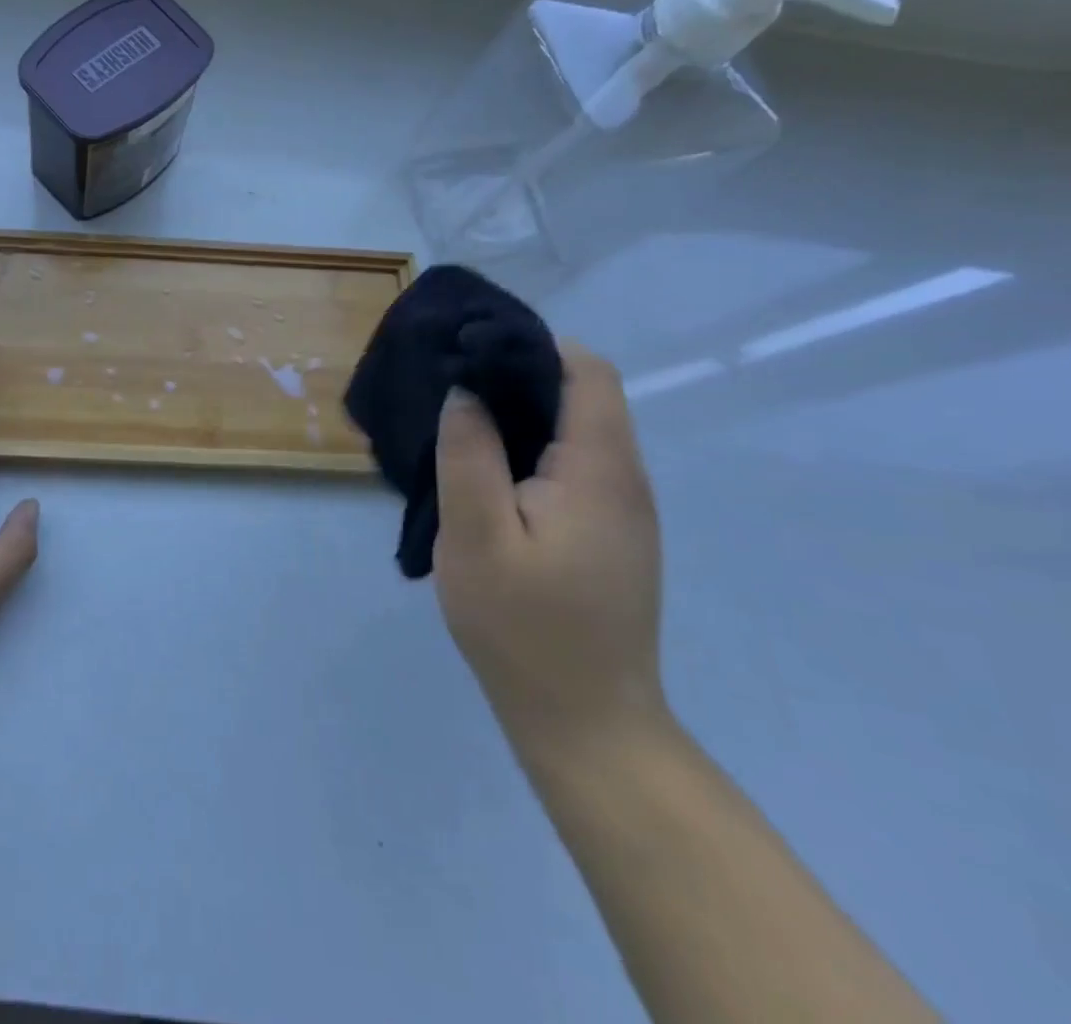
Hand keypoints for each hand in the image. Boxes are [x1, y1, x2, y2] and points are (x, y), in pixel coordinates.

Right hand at [432, 341, 666, 753]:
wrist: (585, 723)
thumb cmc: (524, 627)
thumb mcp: (476, 536)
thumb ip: (469, 454)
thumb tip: (466, 391)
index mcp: (599, 471)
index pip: (588, 373)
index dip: (533, 348)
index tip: (471, 352)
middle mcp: (623, 480)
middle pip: (582, 397)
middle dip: (516, 377)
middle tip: (448, 384)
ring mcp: (621, 511)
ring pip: (574, 433)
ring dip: (519, 416)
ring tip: (456, 422)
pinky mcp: (608, 535)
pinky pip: (571, 468)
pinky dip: (528, 451)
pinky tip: (484, 472)